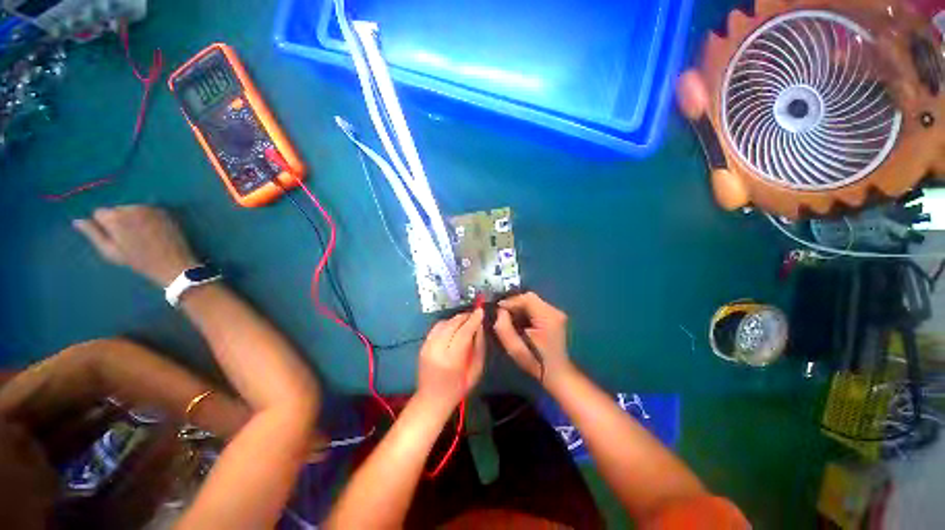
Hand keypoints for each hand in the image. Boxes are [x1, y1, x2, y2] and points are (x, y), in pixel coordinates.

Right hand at [74, 206, 199, 285]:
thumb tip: (77, 221)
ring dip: (133, 219)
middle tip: (131, 240)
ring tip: (143, 237)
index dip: (104, 226)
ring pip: (132, 209)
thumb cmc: (139, 262)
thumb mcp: (110, 252)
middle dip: (119, 221)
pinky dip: (147, 218)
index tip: (114, 238)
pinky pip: (148, 210)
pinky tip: (154, 232)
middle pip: (116, 209)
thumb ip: (93, 234)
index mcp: (115, 218)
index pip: (99, 213)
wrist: (173, 264)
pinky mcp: (164, 211)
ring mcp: (149, 208)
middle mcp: (131, 207)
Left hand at [416, 309, 485, 410]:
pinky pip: (436, 327)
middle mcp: (437, 349)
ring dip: (456, 319)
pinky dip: (447, 323)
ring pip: (443, 323)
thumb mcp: (476, 371)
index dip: (473, 320)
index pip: (464, 332)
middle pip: (452, 324)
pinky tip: (454, 327)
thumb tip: (480, 326)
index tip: (481, 310)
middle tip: (475, 315)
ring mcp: (427, 346)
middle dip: (465, 317)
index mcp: (452, 359)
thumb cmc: (458, 388)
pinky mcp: (422, 345)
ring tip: (466, 320)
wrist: (431, 399)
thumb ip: (479, 347)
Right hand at [494, 292, 571, 386]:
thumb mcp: (515, 348)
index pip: (526, 298)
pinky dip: (525, 311)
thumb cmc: (535, 362)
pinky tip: (520, 322)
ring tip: (510, 319)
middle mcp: (554, 311)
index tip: (497, 310)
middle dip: (514, 304)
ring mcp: (556, 313)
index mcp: (547, 317)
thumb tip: (500, 311)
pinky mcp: (554, 317)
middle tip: (502, 315)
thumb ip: (504, 327)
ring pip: (532, 302)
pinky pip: (536, 307)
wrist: (557, 374)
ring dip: (519, 308)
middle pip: (530, 298)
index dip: (510, 301)